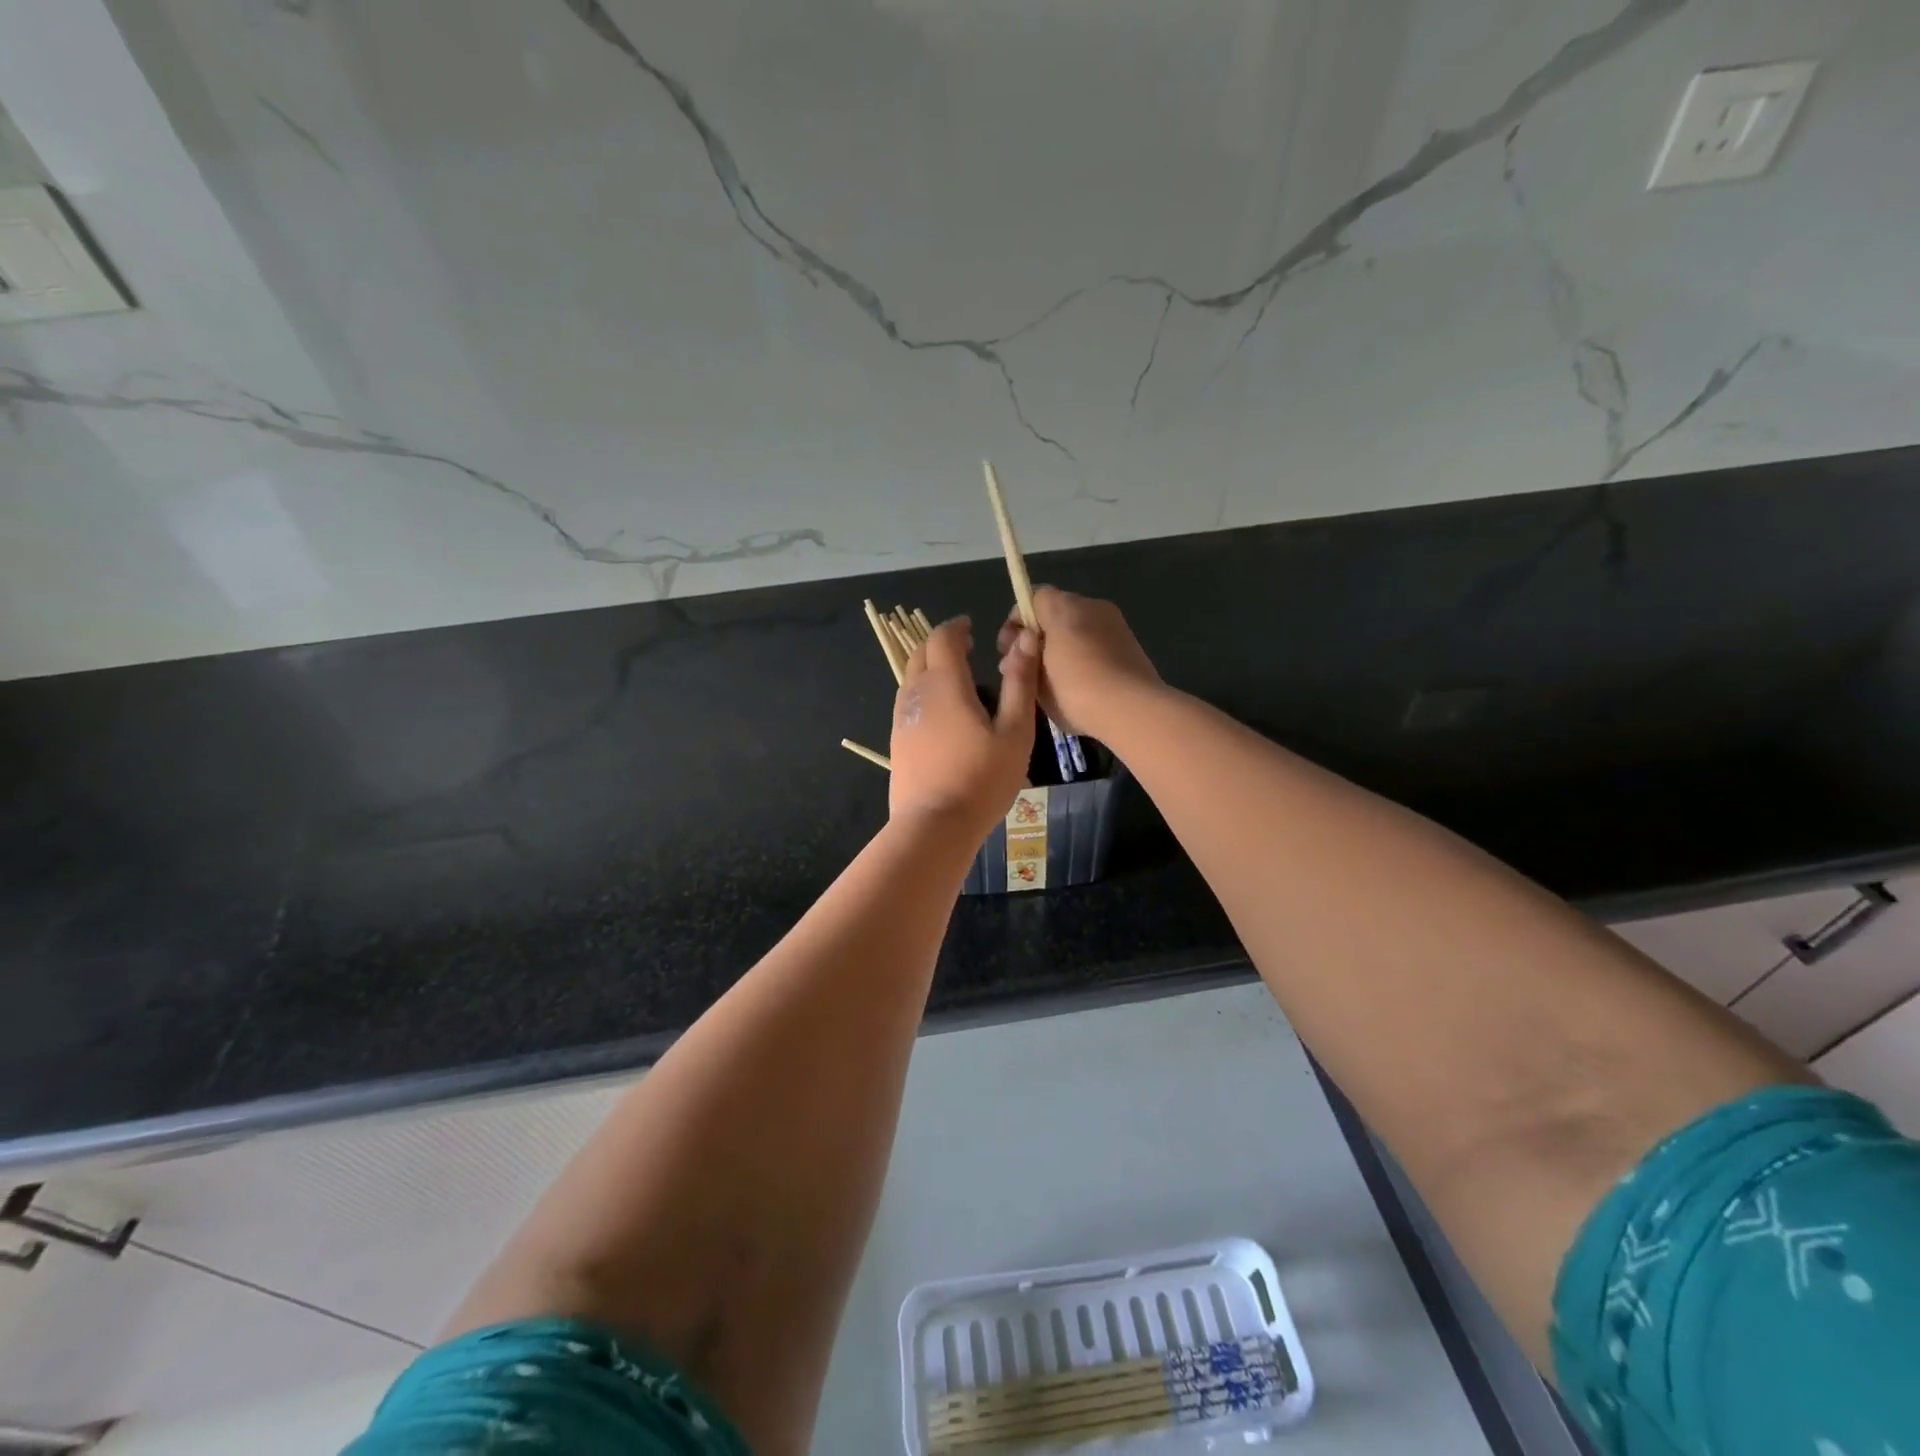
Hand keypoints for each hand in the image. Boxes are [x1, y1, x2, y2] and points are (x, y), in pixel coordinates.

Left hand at [889, 616, 1039, 836]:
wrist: (934, 825)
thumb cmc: (982, 778)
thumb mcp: (1015, 731)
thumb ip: (1020, 683)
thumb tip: (1025, 640)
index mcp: (945, 683)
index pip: (943, 638)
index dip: (957, 627)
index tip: (972, 627)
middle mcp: (916, 693)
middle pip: (921, 653)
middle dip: (941, 644)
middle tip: (966, 647)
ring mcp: (901, 718)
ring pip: (911, 678)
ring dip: (930, 668)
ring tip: (958, 678)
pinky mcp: (897, 741)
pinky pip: (908, 702)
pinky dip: (924, 692)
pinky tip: (943, 713)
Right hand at [997, 587, 1161, 736]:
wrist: (1131, 709)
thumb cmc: (1075, 690)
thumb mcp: (1036, 674)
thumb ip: (1024, 654)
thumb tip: (1024, 644)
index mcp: (1063, 607)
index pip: (1031, 599)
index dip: (1015, 624)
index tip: (1009, 651)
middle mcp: (1091, 605)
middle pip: (1055, 613)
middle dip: (1038, 637)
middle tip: (1027, 669)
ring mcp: (1114, 623)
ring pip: (1077, 629)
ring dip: (1061, 648)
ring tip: (1053, 681)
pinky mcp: (1131, 643)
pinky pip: (1096, 643)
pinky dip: (1083, 657)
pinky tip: (1079, 686)